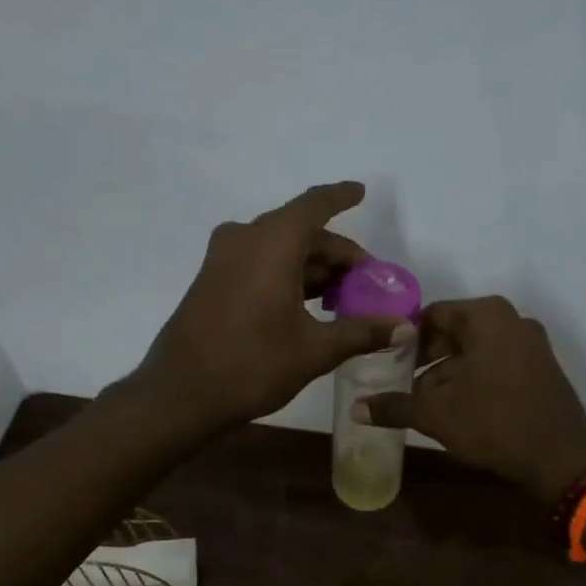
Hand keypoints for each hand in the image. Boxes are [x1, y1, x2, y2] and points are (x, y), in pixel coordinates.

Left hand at [130, 182, 411, 430]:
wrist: (181, 393)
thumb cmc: (252, 365)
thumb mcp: (314, 350)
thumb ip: (361, 332)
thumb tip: (404, 327)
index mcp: (272, 242)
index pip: (315, 205)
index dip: (341, 197)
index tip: (361, 192)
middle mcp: (245, 238)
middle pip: (300, 231)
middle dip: (335, 253)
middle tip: (365, 281)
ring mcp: (222, 259)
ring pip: (278, 249)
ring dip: (312, 268)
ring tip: (342, 298)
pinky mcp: (211, 281)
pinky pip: (258, 263)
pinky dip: (286, 275)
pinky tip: (307, 305)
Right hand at [357, 297, 585, 502]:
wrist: (559, 457)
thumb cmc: (493, 423)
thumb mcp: (436, 415)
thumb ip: (394, 406)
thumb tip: (356, 408)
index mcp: (486, 317)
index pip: (433, 315)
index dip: (405, 337)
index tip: (385, 360)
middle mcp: (512, 320)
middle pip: (456, 331)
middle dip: (426, 357)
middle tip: (400, 382)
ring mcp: (532, 344)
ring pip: (477, 351)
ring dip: (448, 372)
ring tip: (424, 401)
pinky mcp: (543, 369)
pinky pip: (498, 364)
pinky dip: (475, 379)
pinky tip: (457, 408)